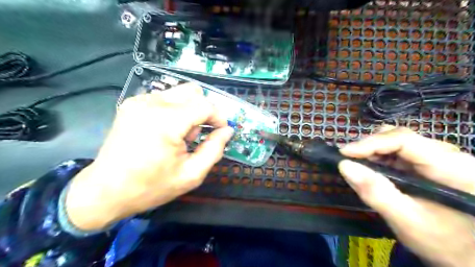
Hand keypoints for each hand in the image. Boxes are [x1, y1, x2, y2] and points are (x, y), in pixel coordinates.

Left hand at [63, 83, 233, 231]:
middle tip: (199, 135)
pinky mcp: (132, 103)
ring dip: (189, 111)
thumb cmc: (150, 186)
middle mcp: (152, 103)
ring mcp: (139, 100)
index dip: (219, 117)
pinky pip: (165, 98)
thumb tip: (227, 131)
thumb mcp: (191, 175)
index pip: (205, 105)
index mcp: (167, 121)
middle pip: (193, 91)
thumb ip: (214, 150)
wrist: (105, 191)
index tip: (222, 131)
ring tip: (181, 136)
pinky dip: (175, 110)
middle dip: (204, 111)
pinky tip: (167, 131)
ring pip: (180, 93)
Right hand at [338, 127, 474, 266]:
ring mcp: (439, 157)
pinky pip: (399, 152)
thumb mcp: (406, 220)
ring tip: (358, 166)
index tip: (344, 153)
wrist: (469, 255)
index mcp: (451, 166)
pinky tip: (372, 170)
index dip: (370, 143)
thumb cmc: (444, 242)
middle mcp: (448, 155)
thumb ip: (375, 192)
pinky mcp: (430, 163)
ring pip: (397, 142)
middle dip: (370, 146)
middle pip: (399, 136)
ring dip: (373, 152)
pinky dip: (380, 158)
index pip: (404, 139)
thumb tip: (344, 165)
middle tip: (350, 161)